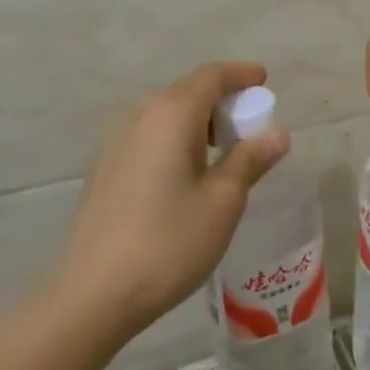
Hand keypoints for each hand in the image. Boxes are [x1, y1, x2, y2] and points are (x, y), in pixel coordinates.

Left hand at [52, 62, 289, 340]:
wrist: (92, 295)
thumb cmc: (168, 242)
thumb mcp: (223, 202)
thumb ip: (250, 160)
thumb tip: (277, 135)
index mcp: (171, 115)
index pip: (211, 76)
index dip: (240, 74)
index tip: (264, 80)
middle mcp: (140, 117)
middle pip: (187, 92)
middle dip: (222, 100)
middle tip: (250, 124)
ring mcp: (115, 143)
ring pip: (165, 116)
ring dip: (198, 122)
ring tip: (222, 152)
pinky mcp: (104, 170)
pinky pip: (149, 137)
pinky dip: (175, 140)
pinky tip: (185, 175)